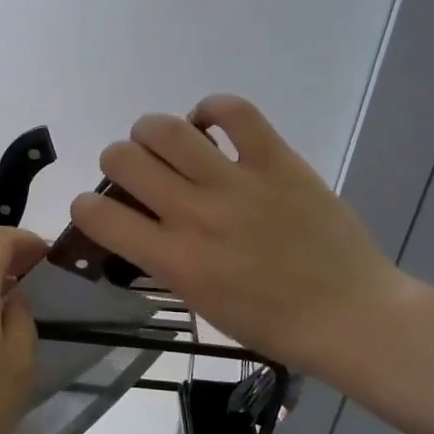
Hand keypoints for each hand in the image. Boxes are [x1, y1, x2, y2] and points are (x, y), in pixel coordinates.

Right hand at [70, 95, 412, 386]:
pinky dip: (212, 110)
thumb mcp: (201, 303)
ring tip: (168, 145)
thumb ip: (164, 262)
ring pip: (165, 128)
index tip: (97, 210)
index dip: (84, 207)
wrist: (350, 315)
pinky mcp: (276, 160)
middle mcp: (194, 213)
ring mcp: (236, 182)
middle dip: (118, 163)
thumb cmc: (272, 324)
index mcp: (173, 259)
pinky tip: (211, 124)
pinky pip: (234, 111)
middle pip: (122, 158)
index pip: (97, 215)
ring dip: (153, 133)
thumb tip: (142, 228)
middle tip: (139, 175)